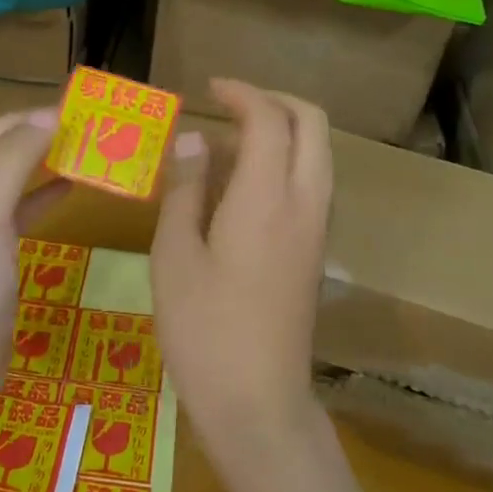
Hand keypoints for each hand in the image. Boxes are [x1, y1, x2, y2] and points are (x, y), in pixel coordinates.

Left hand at [0, 109, 69, 417]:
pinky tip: (72, 189)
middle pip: (11, 150)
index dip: (44, 116)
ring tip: (95, 153)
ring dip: (52, 163)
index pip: (4, 127)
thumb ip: (14, 160)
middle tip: (101, 131)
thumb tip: (51, 115)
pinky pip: (24, 211)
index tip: (92, 112)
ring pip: (20, 179)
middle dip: (51, 137)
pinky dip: (48, 196)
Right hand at [151, 79, 332, 458]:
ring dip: (281, 132)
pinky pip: (311, 184)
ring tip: (227, 147)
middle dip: (275, 101)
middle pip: (312, 124)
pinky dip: (285, 164)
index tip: (209, 88)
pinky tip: (240, 189)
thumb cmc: (204, 329)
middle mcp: (305, 202)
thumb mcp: (175, 255)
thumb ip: (186, 189)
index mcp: (267, 197)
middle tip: (230, 104)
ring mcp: (318, 228)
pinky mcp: (316, 251)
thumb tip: (195, 141)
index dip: (241, 92)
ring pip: (317, 153)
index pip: (269, 118)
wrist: (258, 403)